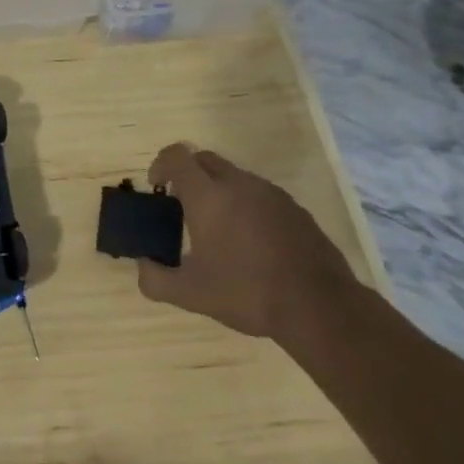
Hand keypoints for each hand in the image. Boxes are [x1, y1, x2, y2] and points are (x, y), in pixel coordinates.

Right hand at [136, 144, 364, 340]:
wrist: (320, 307)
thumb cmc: (247, 292)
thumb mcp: (190, 294)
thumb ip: (155, 279)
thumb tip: (142, 267)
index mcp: (208, 196)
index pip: (177, 156)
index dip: (160, 164)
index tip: (158, 189)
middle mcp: (239, 184)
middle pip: (205, 159)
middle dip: (188, 175)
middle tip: (183, 207)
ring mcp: (272, 194)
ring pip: (235, 176)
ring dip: (218, 190)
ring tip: (218, 228)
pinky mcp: (295, 209)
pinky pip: (260, 194)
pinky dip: (246, 205)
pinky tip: (251, 242)